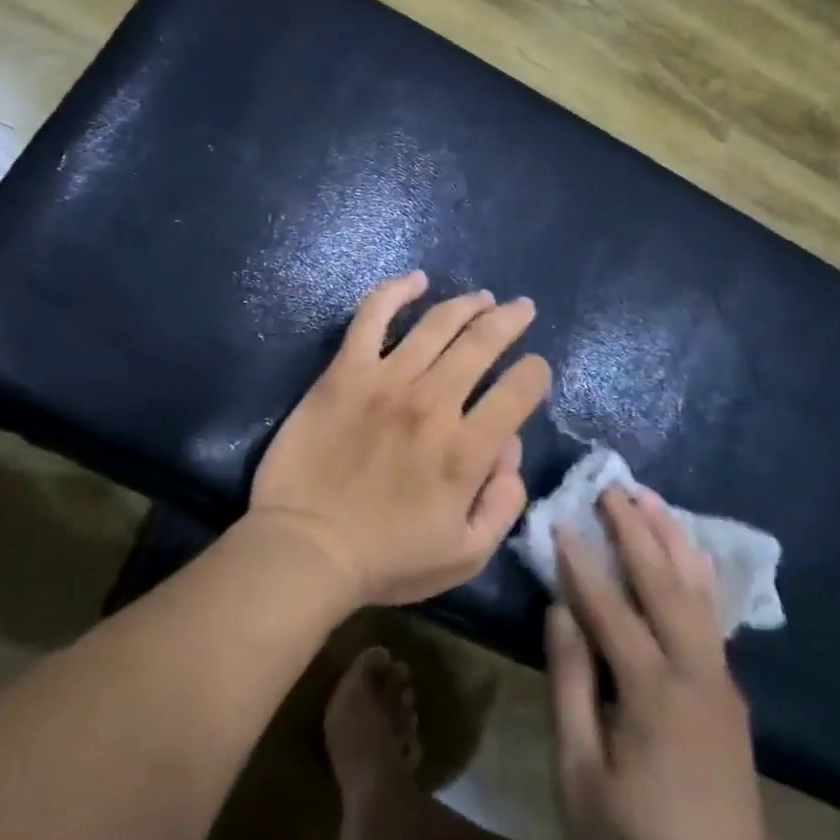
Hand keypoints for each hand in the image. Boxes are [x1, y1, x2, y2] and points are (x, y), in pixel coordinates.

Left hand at [248, 270, 551, 607]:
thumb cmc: (386, 559)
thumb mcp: (465, 554)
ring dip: (467, 304)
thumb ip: (503, 504)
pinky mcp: (345, 372)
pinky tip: (415, 280)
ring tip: (482, 298)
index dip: (535, 373)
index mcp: (467, 449)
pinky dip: (395, 291)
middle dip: (510, 320)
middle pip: (484, 343)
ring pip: (438, 324)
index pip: (520, 390)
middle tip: (521, 309)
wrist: (304, 549)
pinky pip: (372, 316)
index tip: (533, 370)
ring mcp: (386, 381)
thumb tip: (510, 449)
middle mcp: (433, 403)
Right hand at [549, 488, 775, 839]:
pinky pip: (711, 616)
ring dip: (672, 540)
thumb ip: (571, 686)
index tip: (558, 518)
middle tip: (610, 487)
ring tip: (652, 499)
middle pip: (663, 584)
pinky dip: (696, 574)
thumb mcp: (580, 775)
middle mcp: (694, 674)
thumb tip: (559, 611)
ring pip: (697, 592)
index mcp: (652, 694)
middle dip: (634, 531)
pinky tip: (688, 556)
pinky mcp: (730, 697)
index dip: (580, 562)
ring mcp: (720, 683)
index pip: (609, 608)